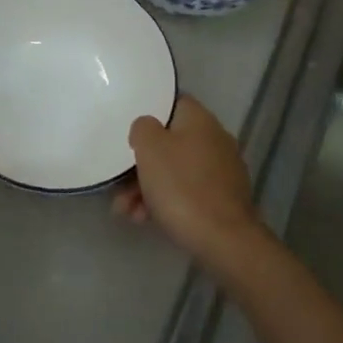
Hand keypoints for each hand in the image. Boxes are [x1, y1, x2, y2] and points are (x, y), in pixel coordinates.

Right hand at [113, 95, 275, 277]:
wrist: (223, 239)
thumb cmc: (181, 186)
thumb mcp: (150, 149)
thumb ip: (142, 128)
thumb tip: (147, 128)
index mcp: (200, 120)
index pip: (172, 103)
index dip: (148, 114)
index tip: (128, 133)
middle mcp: (215, 139)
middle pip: (170, 142)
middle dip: (141, 164)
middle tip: (119, 184)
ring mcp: (222, 171)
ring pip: (175, 171)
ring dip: (147, 188)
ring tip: (126, 211)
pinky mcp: (223, 199)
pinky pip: (187, 192)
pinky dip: (165, 202)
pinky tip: (145, 220)